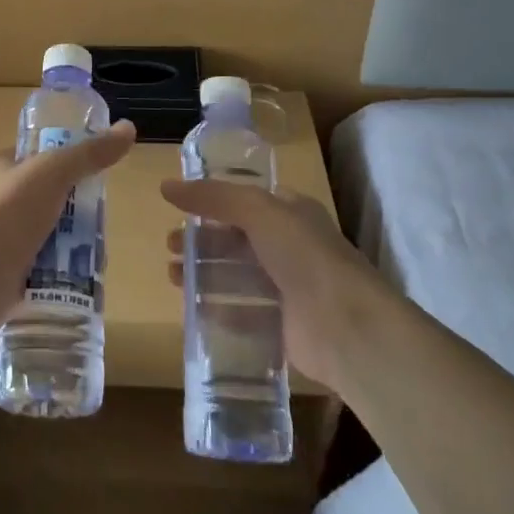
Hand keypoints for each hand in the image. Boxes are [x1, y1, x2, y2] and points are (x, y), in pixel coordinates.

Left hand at [0, 121, 136, 345]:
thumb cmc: (8, 212)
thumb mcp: (54, 172)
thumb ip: (90, 153)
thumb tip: (128, 128)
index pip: (33, 159)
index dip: (63, 164)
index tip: (93, 178)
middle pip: (43, 201)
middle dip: (73, 213)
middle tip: (100, 222)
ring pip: (43, 238)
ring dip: (68, 246)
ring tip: (97, 255)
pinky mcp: (1, 277)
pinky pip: (38, 272)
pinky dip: (58, 276)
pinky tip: (80, 280)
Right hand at [160, 179, 382, 389]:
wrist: (347, 326)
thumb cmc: (304, 255)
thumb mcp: (257, 211)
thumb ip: (213, 197)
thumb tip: (165, 186)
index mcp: (290, 214)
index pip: (245, 202)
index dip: (211, 204)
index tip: (178, 209)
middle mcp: (289, 247)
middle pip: (235, 240)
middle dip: (201, 241)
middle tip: (169, 246)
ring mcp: (287, 289)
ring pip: (235, 276)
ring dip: (203, 274)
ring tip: (172, 276)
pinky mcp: (282, 327)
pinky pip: (242, 314)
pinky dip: (217, 310)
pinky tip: (192, 308)